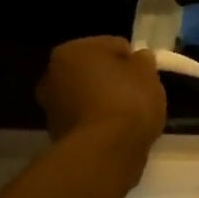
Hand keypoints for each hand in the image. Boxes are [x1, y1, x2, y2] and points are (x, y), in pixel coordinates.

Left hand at [36, 37, 166, 154]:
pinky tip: (116, 132)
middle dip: (111, 79)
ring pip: (86, 96)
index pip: (111, 45)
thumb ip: (143, 61)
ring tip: (128, 116)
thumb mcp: (147, 74)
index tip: (145, 73)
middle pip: (92, 71)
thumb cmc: (127, 101)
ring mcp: (51, 107)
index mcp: (72, 51)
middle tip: (136, 92)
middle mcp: (52, 75)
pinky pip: (85, 120)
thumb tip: (139, 58)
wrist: (106, 151)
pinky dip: (98, 123)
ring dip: (102, 101)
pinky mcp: (57, 135)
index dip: (131, 58)